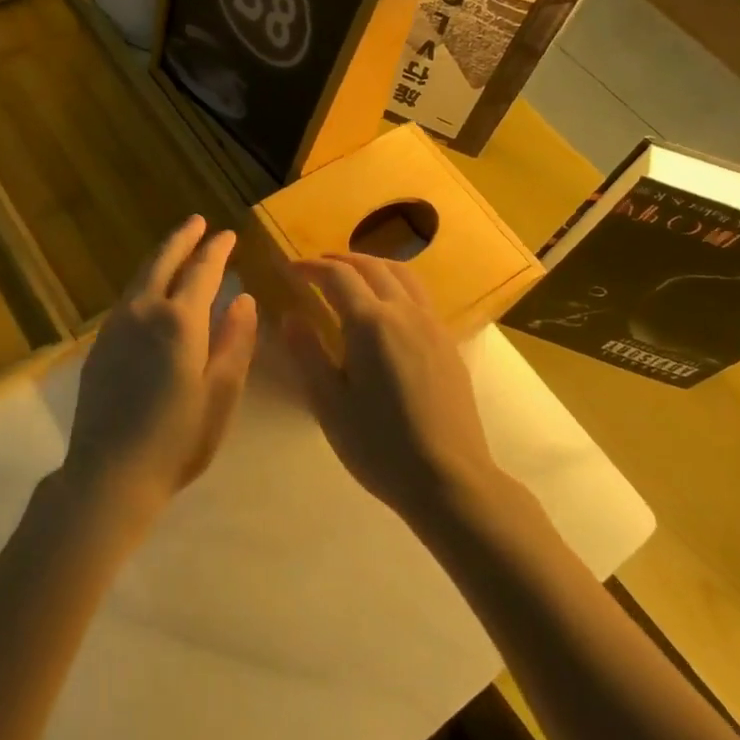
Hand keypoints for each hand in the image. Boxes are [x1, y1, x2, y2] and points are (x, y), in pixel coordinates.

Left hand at [62, 216, 257, 524]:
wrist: (110, 472)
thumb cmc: (177, 438)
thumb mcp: (220, 393)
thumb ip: (235, 342)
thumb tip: (244, 299)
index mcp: (180, 320)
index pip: (202, 270)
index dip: (216, 250)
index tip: (228, 234)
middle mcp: (143, 312)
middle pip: (163, 261)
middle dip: (182, 238)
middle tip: (197, 222)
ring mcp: (116, 326)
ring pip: (141, 277)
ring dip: (161, 257)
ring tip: (176, 248)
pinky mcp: (100, 343)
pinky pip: (127, 298)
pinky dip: (145, 282)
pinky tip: (151, 291)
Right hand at [283, 254, 498, 521]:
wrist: (448, 479)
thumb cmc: (378, 444)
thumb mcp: (328, 402)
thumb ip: (307, 352)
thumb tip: (290, 316)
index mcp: (371, 323)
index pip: (337, 276)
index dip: (311, 267)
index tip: (290, 269)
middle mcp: (405, 312)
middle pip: (372, 266)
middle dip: (340, 260)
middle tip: (316, 267)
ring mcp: (432, 326)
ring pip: (403, 275)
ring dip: (372, 265)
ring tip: (352, 275)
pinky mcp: (448, 344)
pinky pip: (419, 296)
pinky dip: (396, 284)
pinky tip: (387, 307)